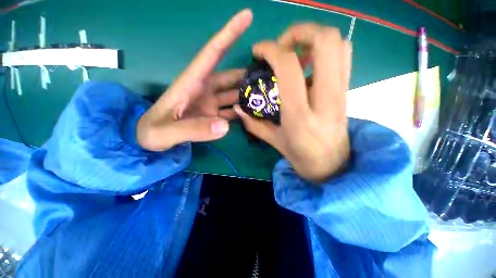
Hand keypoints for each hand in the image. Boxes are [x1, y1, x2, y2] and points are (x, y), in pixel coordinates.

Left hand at [137, 9, 252, 150]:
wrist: (150, 141)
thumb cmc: (152, 132)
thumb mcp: (166, 132)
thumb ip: (194, 129)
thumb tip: (224, 126)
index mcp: (191, 83)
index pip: (213, 53)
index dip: (229, 34)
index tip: (247, 16)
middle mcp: (204, 90)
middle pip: (230, 76)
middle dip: (247, 74)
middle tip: (270, 76)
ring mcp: (210, 103)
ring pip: (233, 94)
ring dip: (247, 94)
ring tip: (265, 96)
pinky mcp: (213, 115)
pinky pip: (231, 110)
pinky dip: (241, 111)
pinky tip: (252, 114)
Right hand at [235, 23, 351, 181]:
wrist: (331, 166)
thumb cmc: (300, 157)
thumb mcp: (274, 141)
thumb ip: (254, 123)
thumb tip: (238, 107)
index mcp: (300, 116)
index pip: (289, 66)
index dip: (271, 49)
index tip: (259, 51)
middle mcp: (325, 100)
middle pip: (325, 42)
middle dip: (300, 31)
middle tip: (282, 45)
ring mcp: (341, 94)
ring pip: (338, 45)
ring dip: (314, 38)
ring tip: (296, 53)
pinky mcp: (347, 93)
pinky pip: (344, 58)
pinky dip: (326, 50)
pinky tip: (310, 65)